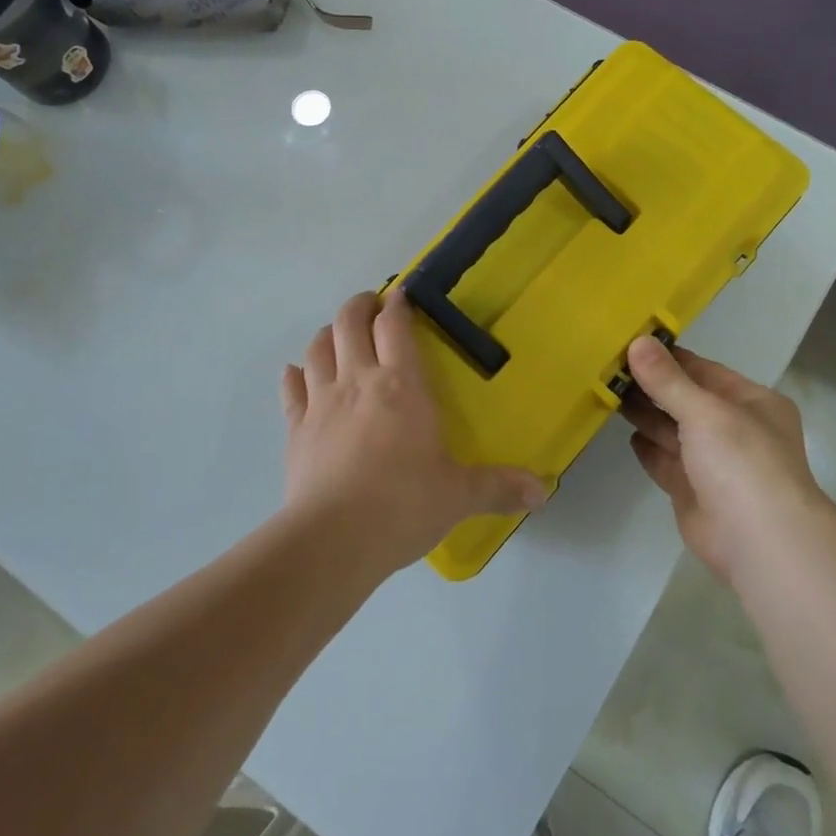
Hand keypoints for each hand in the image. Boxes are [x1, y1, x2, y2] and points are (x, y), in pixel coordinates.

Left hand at [280, 291, 548, 575]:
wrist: (333, 540)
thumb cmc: (403, 505)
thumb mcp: (459, 495)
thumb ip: (499, 487)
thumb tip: (544, 491)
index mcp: (401, 386)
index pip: (395, 326)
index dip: (397, 305)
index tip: (401, 296)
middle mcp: (358, 381)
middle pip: (348, 323)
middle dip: (359, 306)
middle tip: (371, 306)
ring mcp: (321, 403)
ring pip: (317, 348)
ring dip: (327, 334)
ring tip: (337, 335)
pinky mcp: (295, 429)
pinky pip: (291, 388)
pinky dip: (294, 374)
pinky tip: (297, 373)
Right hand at [622, 337, 830, 585]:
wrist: (760, 543)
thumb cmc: (742, 462)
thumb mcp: (705, 411)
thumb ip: (667, 380)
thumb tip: (638, 342)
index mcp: (752, 403)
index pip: (704, 371)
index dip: (669, 358)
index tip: (630, 344)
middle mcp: (735, 429)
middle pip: (686, 400)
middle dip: (652, 386)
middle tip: (609, 368)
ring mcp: (714, 464)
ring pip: (674, 431)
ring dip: (646, 414)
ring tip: (608, 393)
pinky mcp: (694, 493)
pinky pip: (667, 463)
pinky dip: (649, 449)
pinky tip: (627, 435)